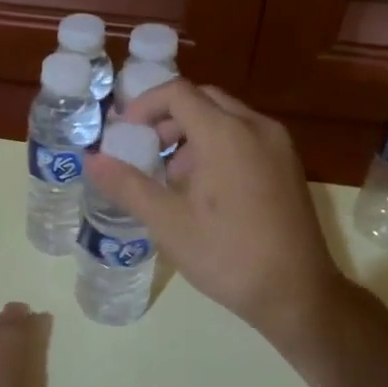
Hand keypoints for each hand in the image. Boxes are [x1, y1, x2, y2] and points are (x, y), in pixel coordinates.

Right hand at [85, 81, 344, 350]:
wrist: (296, 293)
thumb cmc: (227, 255)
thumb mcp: (167, 222)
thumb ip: (127, 185)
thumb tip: (91, 160)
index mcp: (226, 134)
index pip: (177, 93)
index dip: (143, 105)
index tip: (123, 134)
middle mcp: (257, 127)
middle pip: (203, 99)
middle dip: (166, 118)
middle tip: (143, 150)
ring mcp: (279, 146)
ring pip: (226, 117)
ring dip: (191, 133)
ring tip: (170, 176)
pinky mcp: (288, 166)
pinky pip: (245, 137)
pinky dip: (216, 146)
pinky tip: (204, 189)